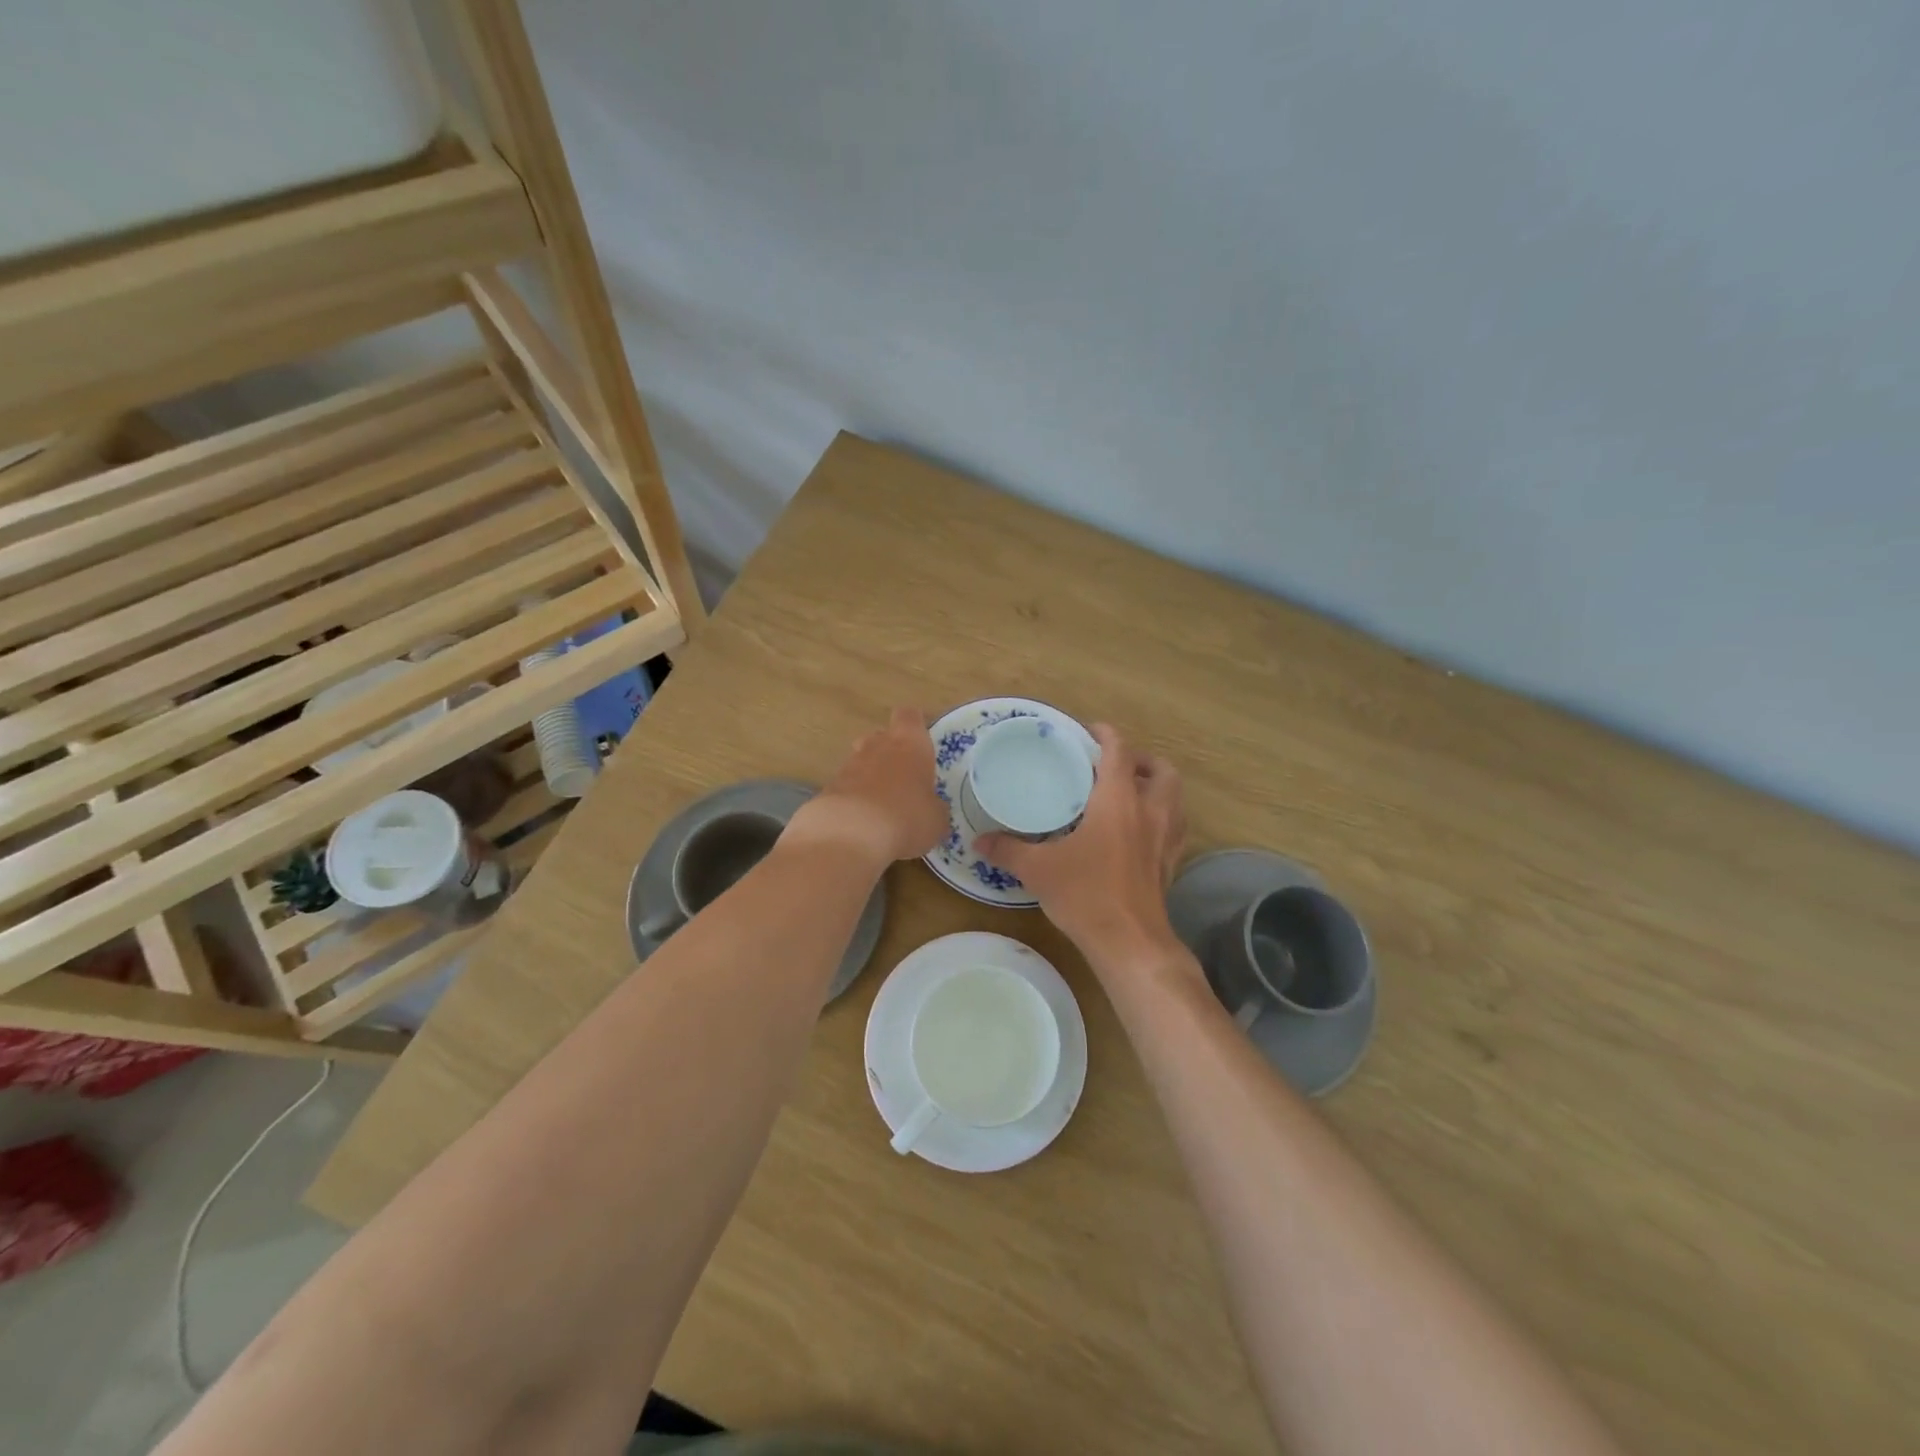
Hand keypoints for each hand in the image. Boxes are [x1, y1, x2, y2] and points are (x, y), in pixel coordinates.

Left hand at [786, 707, 948, 867]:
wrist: (848, 836)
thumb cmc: (906, 818)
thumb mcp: (936, 820)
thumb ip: (934, 807)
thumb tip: (932, 808)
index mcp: (909, 744)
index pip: (910, 716)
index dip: (915, 725)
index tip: (922, 741)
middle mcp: (877, 746)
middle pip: (881, 736)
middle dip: (890, 752)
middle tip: (904, 777)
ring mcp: (848, 766)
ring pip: (861, 761)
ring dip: (871, 777)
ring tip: (884, 805)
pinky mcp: (828, 789)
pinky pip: (846, 787)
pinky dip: (854, 799)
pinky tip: (863, 823)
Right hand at [976, 725, 1186, 967]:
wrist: (1130, 942)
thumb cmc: (1086, 895)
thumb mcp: (1038, 869)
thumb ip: (1007, 850)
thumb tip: (978, 839)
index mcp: (1118, 801)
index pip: (1119, 752)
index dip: (1106, 735)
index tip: (1089, 731)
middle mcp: (1149, 811)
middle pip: (1161, 770)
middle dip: (1142, 760)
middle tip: (1115, 766)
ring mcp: (1166, 838)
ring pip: (1176, 797)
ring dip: (1158, 787)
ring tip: (1132, 793)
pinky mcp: (1171, 863)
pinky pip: (1176, 827)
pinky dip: (1164, 817)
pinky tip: (1143, 831)